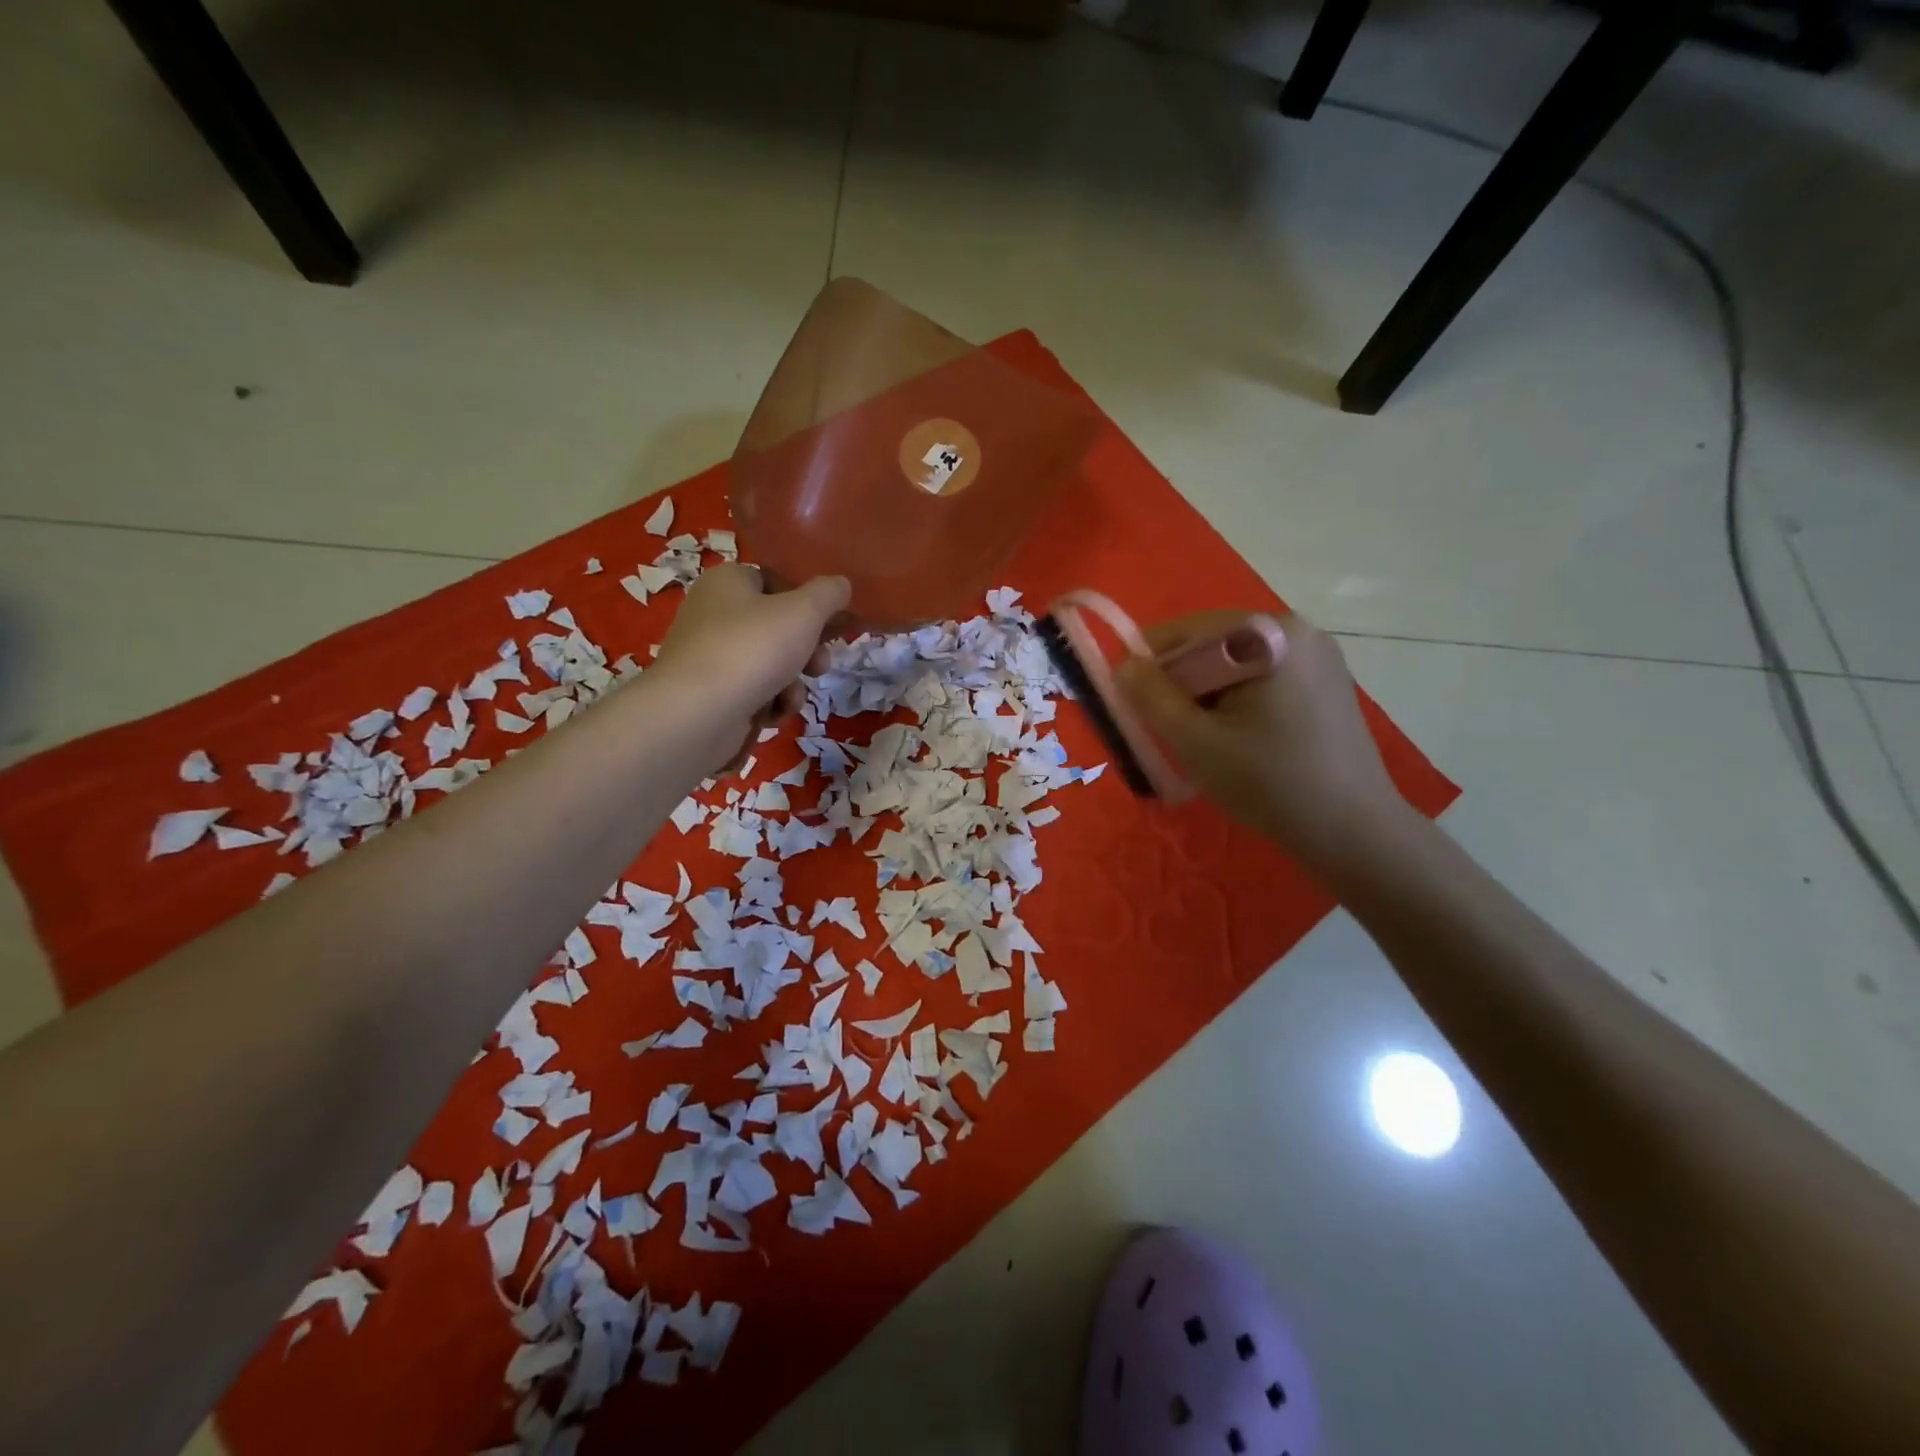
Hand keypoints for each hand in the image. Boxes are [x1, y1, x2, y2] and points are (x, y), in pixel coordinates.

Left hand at [653, 564, 849, 769]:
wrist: (696, 715)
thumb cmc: (752, 649)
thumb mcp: (804, 611)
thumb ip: (828, 594)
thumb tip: (841, 584)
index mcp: (728, 582)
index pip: (775, 580)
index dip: (807, 602)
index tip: (831, 624)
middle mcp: (714, 613)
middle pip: (777, 626)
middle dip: (806, 650)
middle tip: (820, 665)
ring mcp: (710, 656)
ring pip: (769, 663)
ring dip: (791, 682)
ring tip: (792, 697)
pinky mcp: (710, 693)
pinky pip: (752, 691)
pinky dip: (768, 702)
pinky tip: (772, 714)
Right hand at [1114, 611, 1414, 873]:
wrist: (1353, 830)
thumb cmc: (1269, 782)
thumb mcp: (1196, 741)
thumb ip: (1151, 698)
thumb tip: (1123, 665)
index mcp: (1270, 633)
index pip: (1187, 632)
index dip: (1151, 666)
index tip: (1133, 706)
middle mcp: (1299, 630)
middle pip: (1213, 646)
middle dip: (1182, 684)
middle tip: (1168, 731)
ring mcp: (1318, 656)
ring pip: (1236, 665)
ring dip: (1208, 696)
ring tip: (1203, 741)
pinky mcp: (1326, 683)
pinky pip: (1262, 679)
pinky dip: (1237, 702)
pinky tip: (1238, 740)